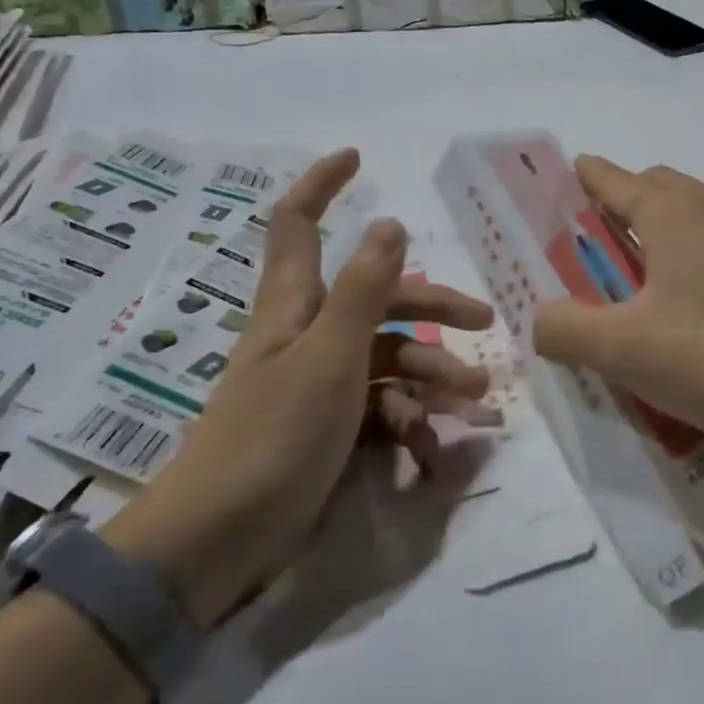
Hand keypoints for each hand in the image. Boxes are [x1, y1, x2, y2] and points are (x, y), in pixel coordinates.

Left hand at [105, 150, 493, 624]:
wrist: (219, 544)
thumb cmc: (272, 437)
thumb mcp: (330, 357)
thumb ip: (363, 290)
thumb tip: (389, 222)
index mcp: (295, 307)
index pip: (298, 225)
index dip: (322, 186)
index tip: (357, 159)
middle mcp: (309, 335)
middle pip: (377, 299)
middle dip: (432, 307)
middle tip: (484, 322)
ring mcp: (321, 383)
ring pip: (390, 358)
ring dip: (433, 375)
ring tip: (472, 402)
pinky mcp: (330, 427)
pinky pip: (383, 407)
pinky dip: (411, 422)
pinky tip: (433, 449)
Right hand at [532, 156, 703, 453]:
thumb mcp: (624, 351)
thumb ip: (566, 330)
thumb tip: (541, 318)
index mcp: (674, 213)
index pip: (615, 180)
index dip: (587, 177)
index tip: (570, 174)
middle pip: (659, 188)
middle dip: (624, 201)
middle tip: (599, 240)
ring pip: (698, 213)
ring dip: (665, 228)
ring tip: (646, 272)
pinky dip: (700, 253)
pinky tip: (700, 301)